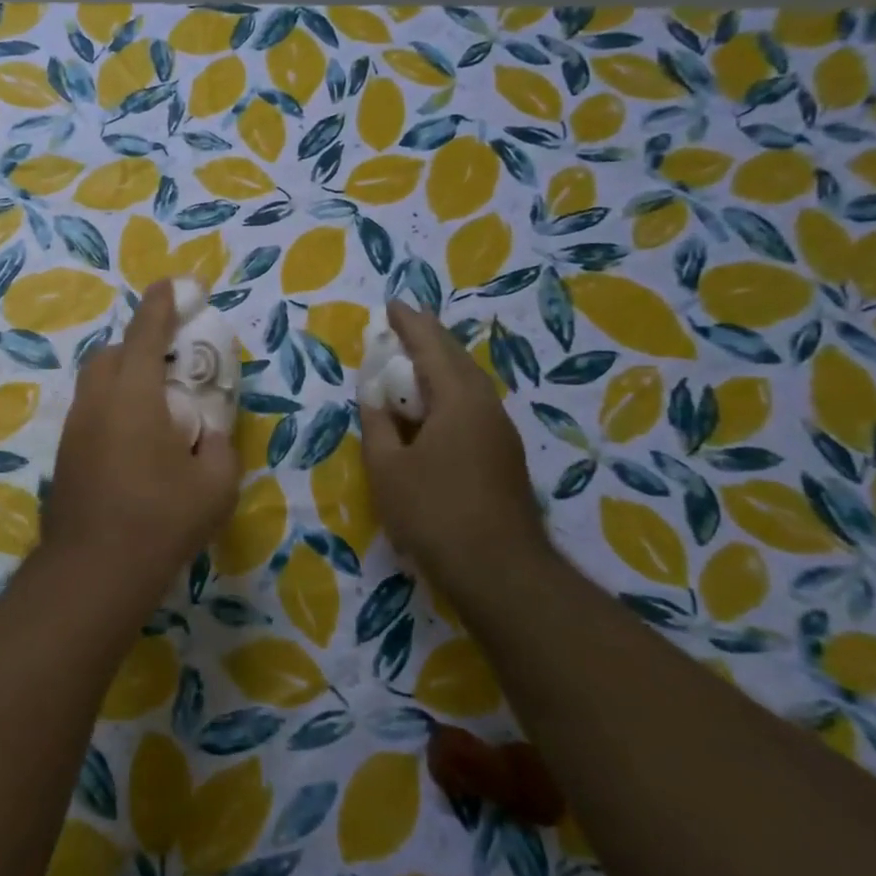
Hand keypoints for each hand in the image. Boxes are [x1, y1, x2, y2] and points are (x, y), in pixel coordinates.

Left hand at [42, 281, 239, 607]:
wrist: (94, 569)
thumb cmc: (161, 519)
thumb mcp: (215, 483)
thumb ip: (217, 445)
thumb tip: (208, 433)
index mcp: (133, 393)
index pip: (145, 332)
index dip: (160, 304)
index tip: (172, 285)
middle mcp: (96, 400)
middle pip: (110, 354)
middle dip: (137, 346)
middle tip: (169, 368)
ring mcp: (74, 427)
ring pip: (95, 384)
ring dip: (122, 379)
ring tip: (154, 410)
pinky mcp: (64, 454)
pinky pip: (90, 413)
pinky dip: (111, 409)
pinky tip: (133, 445)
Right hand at [357, 302, 547, 585]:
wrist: (499, 569)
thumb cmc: (434, 511)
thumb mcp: (387, 467)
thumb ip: (377, 424)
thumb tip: (373, 395)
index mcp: (458, 399)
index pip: (431, 347)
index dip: (409, 324)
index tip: (392, 305)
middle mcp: (486, 406)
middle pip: (455, 359)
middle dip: (427, 339)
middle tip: (401, 326)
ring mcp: (500, 431)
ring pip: (467, 383)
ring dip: (438, 366)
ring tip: (411, 362)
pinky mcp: (502, 455)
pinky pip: (470, 405)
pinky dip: (446, 393)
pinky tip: (430, 407)